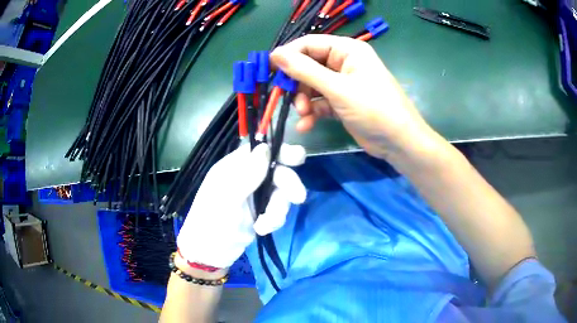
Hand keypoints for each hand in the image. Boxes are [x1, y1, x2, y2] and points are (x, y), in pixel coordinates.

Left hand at [177, 143, 306, 268]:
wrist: (210, 254)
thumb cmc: (211, 223)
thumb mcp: (228, 198)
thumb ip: (248, 173)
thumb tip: (266, 147)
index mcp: (234, 167)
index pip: (261, 150)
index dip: (280, 151)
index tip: (297, 158)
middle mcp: (247, 178)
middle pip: (277, 171)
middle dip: (288, 184)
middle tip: (298, 198)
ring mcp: (255, 195)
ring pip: (281, 192)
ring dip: (278, 210)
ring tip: (265, 225)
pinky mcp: (262, 212)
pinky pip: (278, 210)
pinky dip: (274, 220)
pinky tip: (262, 229)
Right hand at [270, 35, 433, 159]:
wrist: (399, 142)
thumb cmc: (374, 109)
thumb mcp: (338, 88)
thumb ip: (305, 71)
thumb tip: (276, 55)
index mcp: (347, 50)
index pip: (310, 44)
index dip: (289, 55)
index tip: (270, 70)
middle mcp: (344, 63)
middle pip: (308, 66)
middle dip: (297, 84)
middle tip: (288, 99)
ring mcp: (343, 83)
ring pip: (312, 86)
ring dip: (304, 101)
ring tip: (303, 114)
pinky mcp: (342, 102)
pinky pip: (320, 102)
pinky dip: (312, 112)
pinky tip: (306, 125)